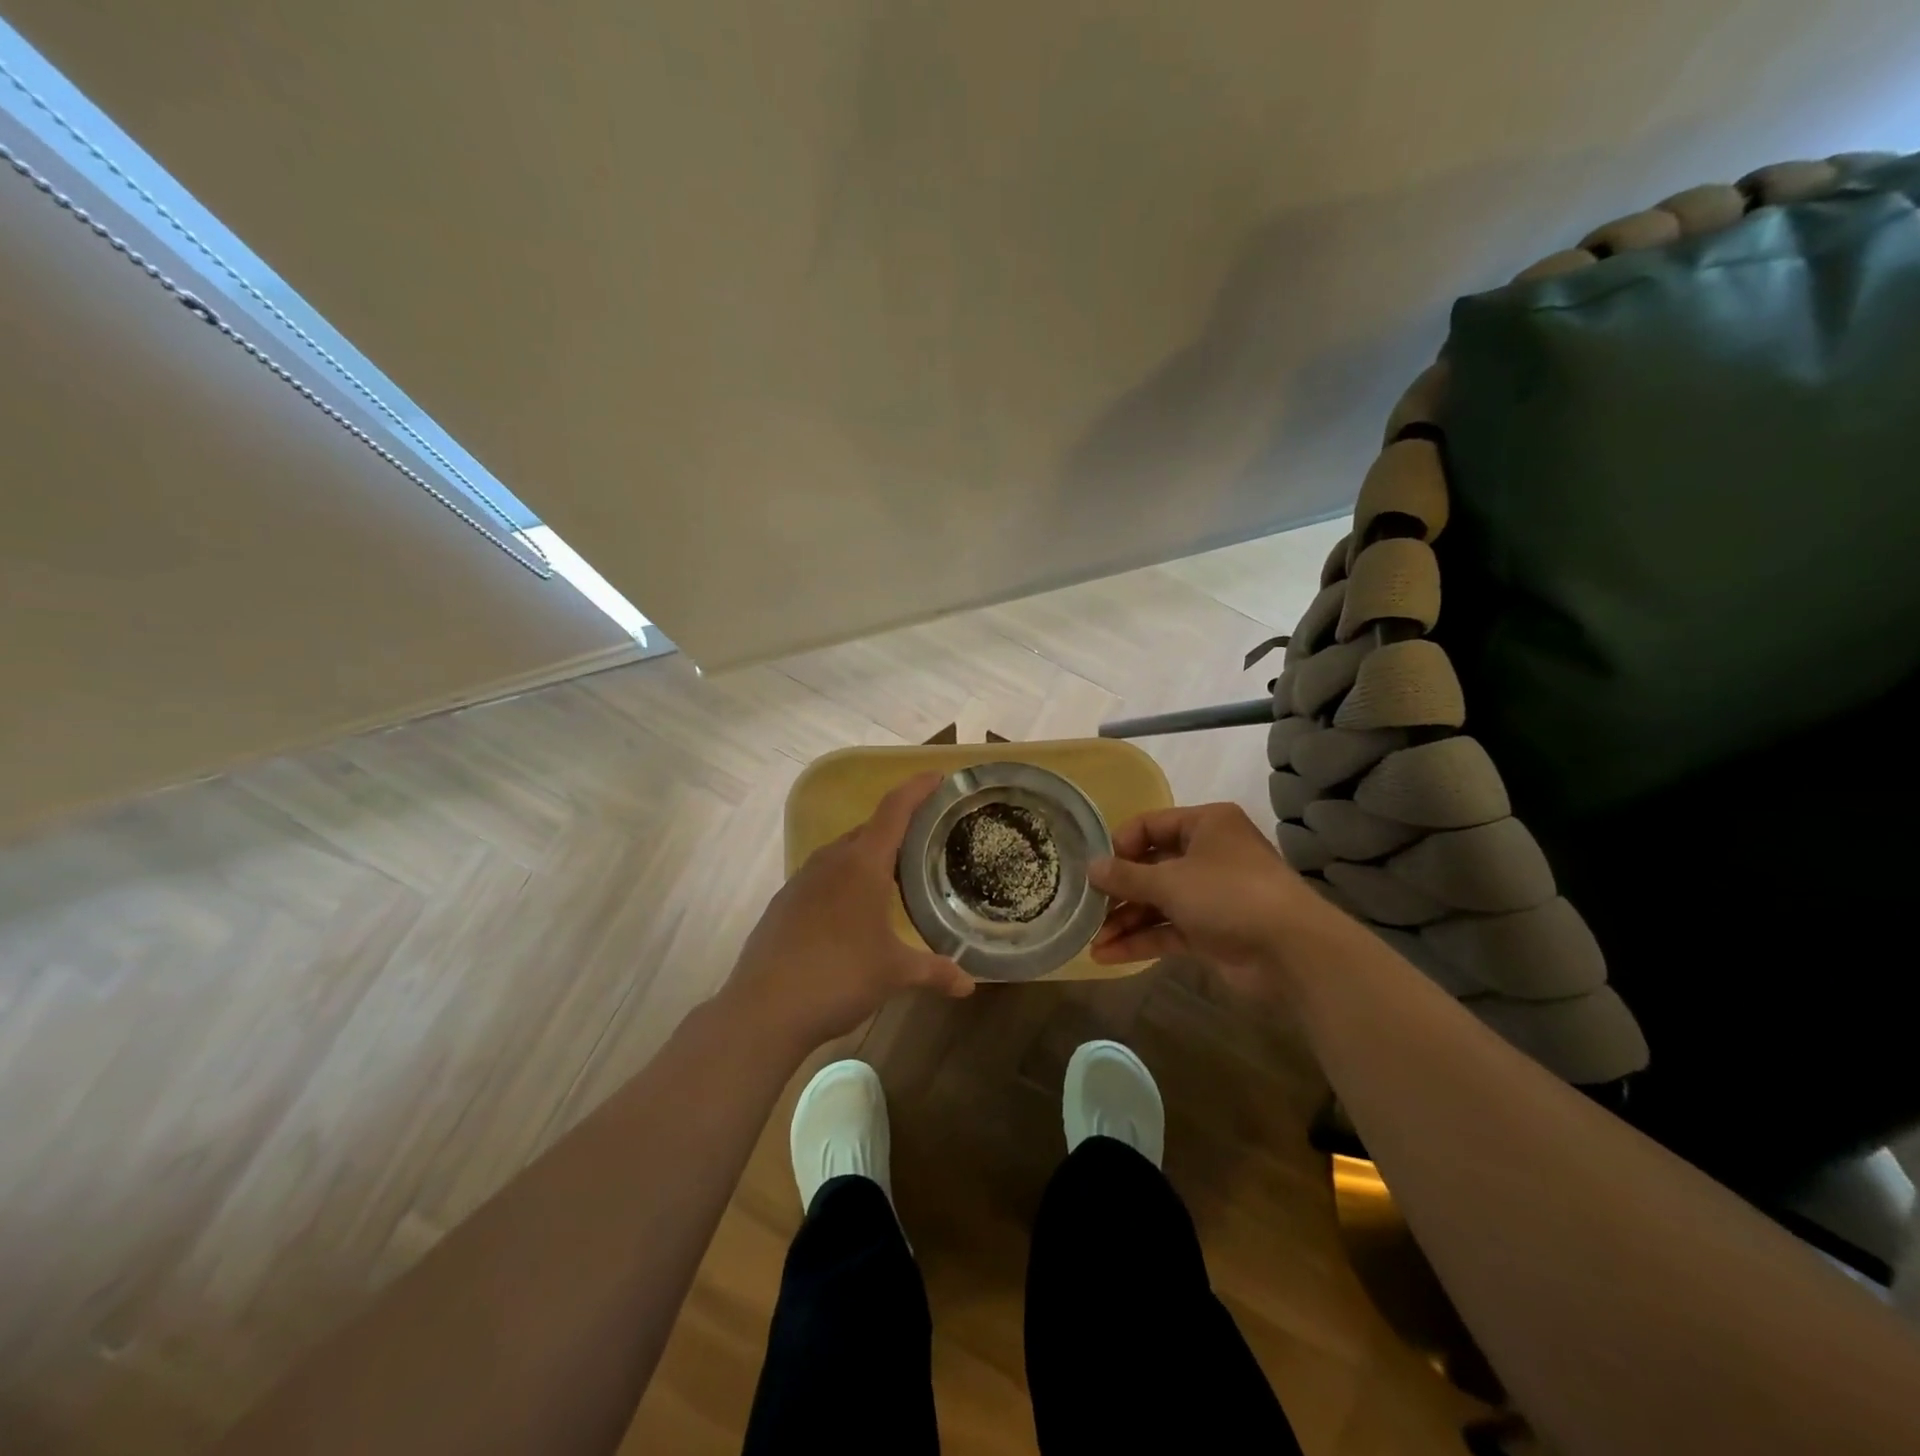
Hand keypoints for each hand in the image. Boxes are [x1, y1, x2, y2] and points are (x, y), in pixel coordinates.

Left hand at [723, 772, 973, 1052]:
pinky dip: (844, 879)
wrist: (763, 1009)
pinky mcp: (783, 902)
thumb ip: (934, 971)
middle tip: (926, 839)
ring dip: (869, 855)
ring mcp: (801, 880)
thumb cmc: (838, 977)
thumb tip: (968, 984)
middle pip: (869, 829)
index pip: (894, 809)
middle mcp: (830, 861)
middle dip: (897, 827)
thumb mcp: (894, 973)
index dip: (917, 789)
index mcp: (862, 863)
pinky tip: (852, 911)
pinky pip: (823, 876)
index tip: (938, 777)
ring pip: (843, 853)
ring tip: (894, 875)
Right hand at [1087, 803, 1344, 995]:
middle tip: (1086, 907)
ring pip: (1158, 902)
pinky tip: (1108, 956)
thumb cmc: (1229, 894)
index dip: (1120, 845)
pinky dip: (1141, 940)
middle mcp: (1208, 855)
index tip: (1096, 868)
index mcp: (1205, 825)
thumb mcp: (1170, 880)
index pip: (1150, 825)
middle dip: (1119, 891)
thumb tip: (1091, 867)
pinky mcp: (1212, 931)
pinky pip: (1168, 930)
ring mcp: (1210, 895)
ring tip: (1092, 940)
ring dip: (1125, 921)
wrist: (1292, 951)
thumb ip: (1126, 875)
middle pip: (1151, 867)